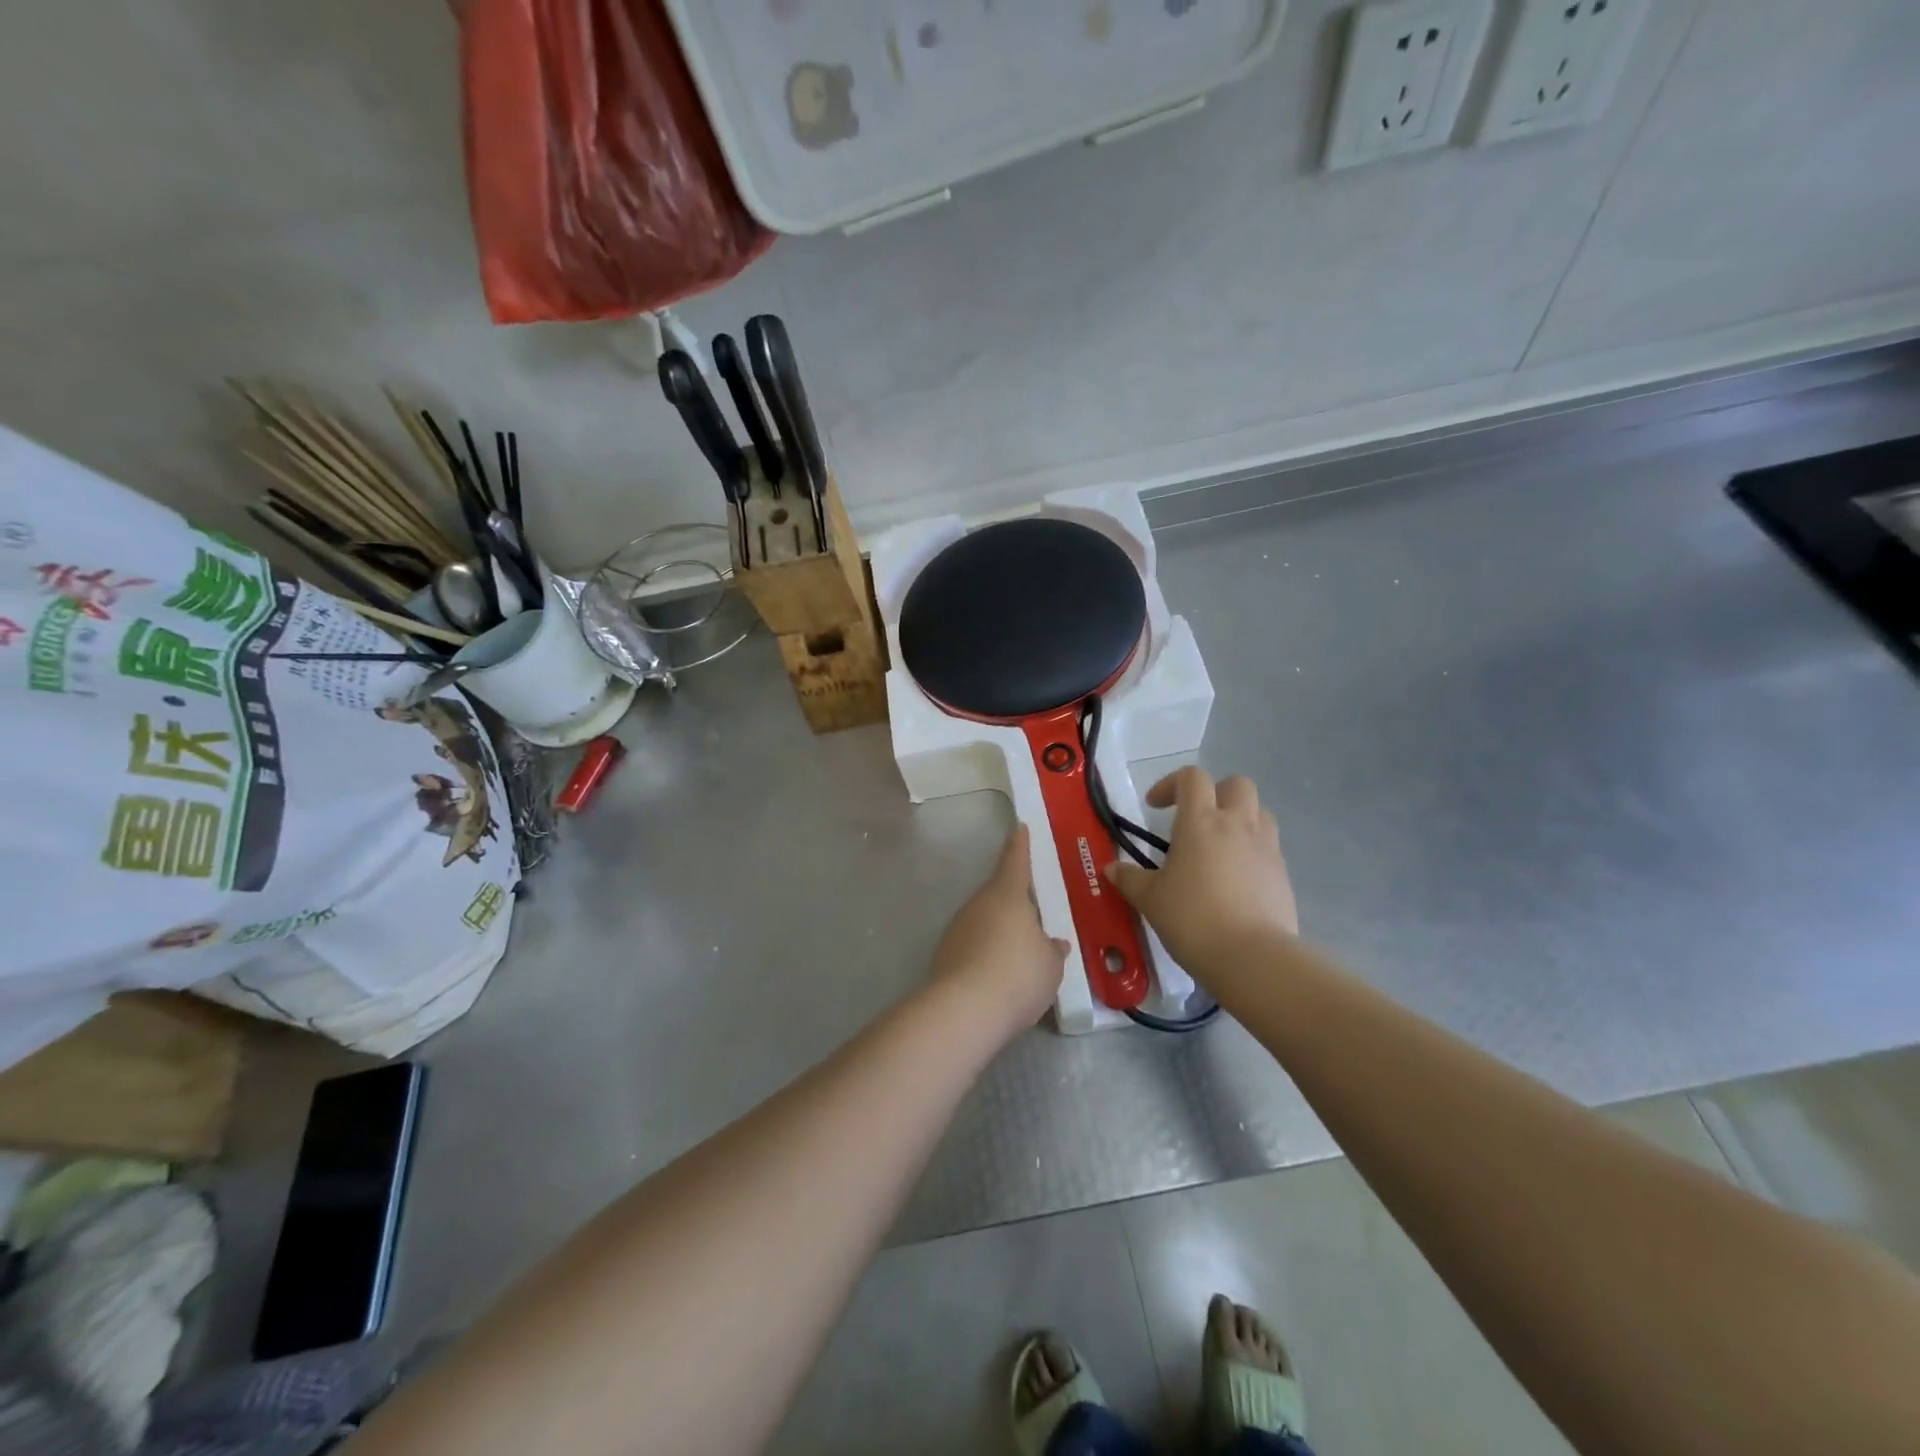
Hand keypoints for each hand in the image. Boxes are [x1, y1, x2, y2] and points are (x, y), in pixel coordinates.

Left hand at [931, 824, 1069, 1032]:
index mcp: (1007, 895)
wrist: (964, 1011)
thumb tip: (1053, 943)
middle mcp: (978, 905)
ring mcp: (957, 929)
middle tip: (1034, 915)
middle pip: (998, 895)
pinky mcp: (945, 956)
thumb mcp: (1050, 965)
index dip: (1020, 845)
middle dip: (1015, 903)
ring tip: (1021, 956)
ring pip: (984, 922)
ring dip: (1000, 932)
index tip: (1019, 828)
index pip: (1015, 861)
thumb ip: (1052, 951)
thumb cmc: (1018, 975)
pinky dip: (987, 955)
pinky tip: (1000, 977)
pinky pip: (973, 947)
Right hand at [1105, 767, 1298, 979]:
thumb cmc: (1192, 919)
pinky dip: (1252, 850)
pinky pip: (1269, 846)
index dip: (1171, 784)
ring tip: (1219, 846)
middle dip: (1215, 792)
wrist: (1251, 957)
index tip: (1155, 807)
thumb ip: (1130, 879)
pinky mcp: (1283, 873)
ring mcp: (1266, 847)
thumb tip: (1111, 868)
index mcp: (1200, 821)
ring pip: (1259, 812)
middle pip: (1236, 784)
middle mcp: (1237, 824)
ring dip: (1239, 818)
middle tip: (1196, 819)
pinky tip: (1236, 879)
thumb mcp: (1150, 900)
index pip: (1192, 777)